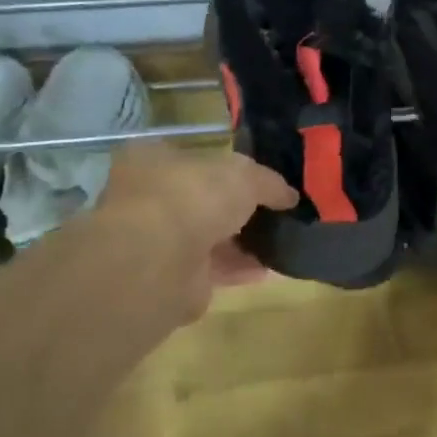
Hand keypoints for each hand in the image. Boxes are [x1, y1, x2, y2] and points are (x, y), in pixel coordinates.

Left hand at [96, 147, 297, 322]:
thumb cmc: (195, 197)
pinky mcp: (168, 278)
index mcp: (153, 161)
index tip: (257, 179)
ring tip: (278, 242)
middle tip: (272, 212)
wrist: (160, 261)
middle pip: (201, 200)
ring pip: (206, 238)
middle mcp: (147, 199)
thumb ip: (269, 182)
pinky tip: (269, 270)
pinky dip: (238, 269)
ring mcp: (155, 241)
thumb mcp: (245, 175)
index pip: (192, 158)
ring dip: (239, 242)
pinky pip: (211, 269)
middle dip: (235, 208)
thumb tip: (289, 196)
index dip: (225, 167)